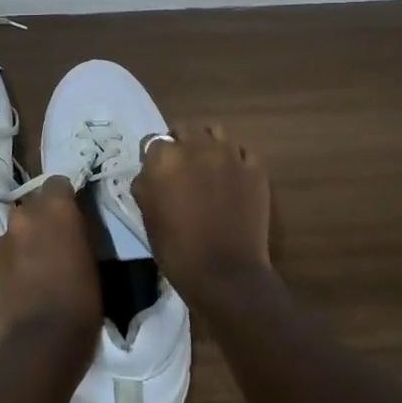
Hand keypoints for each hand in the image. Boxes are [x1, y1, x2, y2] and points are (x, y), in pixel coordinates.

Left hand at [0, 179, 101, 362]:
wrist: (39, 342)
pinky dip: (19, 250)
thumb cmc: (81, 300)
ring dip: (31, 231)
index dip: (67, 197)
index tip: (77, 213)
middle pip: (36, 201)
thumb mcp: (94, 258)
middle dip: (47, 213)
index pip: (58, 183)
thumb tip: (76, 221)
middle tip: (62, 235)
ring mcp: (5, 235)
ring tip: (43, 255)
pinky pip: (9, 243)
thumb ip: (81, 230)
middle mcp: (25, 213)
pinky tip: (29, 272)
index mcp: (55, 207)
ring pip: (20, 222)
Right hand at [132, 126, 275, 306]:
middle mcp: (196, 146)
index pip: (154, 141)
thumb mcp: (147, 214)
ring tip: (208, 166)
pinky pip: (242, 152)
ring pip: (215, 132)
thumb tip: (152, 172)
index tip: (157, 173)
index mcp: (164, 157)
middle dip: (180, 145)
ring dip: (208, 144)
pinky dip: (235, 160)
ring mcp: (229, 154)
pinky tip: (233, 179)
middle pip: (184, 130)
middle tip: (182, 169)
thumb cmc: (176, 248)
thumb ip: (147, 183)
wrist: (224, 272)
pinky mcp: (255, 167)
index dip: (154, 157)